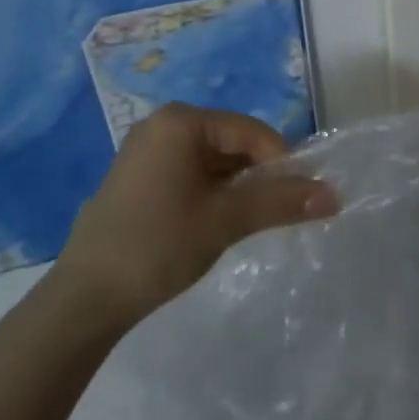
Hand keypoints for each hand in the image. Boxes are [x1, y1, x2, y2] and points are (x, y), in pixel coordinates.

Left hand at [54, 105, 337, 327]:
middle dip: (258, 176)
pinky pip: (189, 173)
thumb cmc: (158, 245)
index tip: (301, 198)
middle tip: (277, 214)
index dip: (282, 162)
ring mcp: (146, 150)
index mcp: (181, 121)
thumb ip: (279, 202)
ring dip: (236, 187)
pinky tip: (216, 224)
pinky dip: (211, 193)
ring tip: (250, 223)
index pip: (250, 131)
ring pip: (211, 160)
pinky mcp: (137, 177)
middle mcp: (163, 124)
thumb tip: (335, 195)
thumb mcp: (225, 221)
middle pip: (231, 142)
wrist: (83, 299)